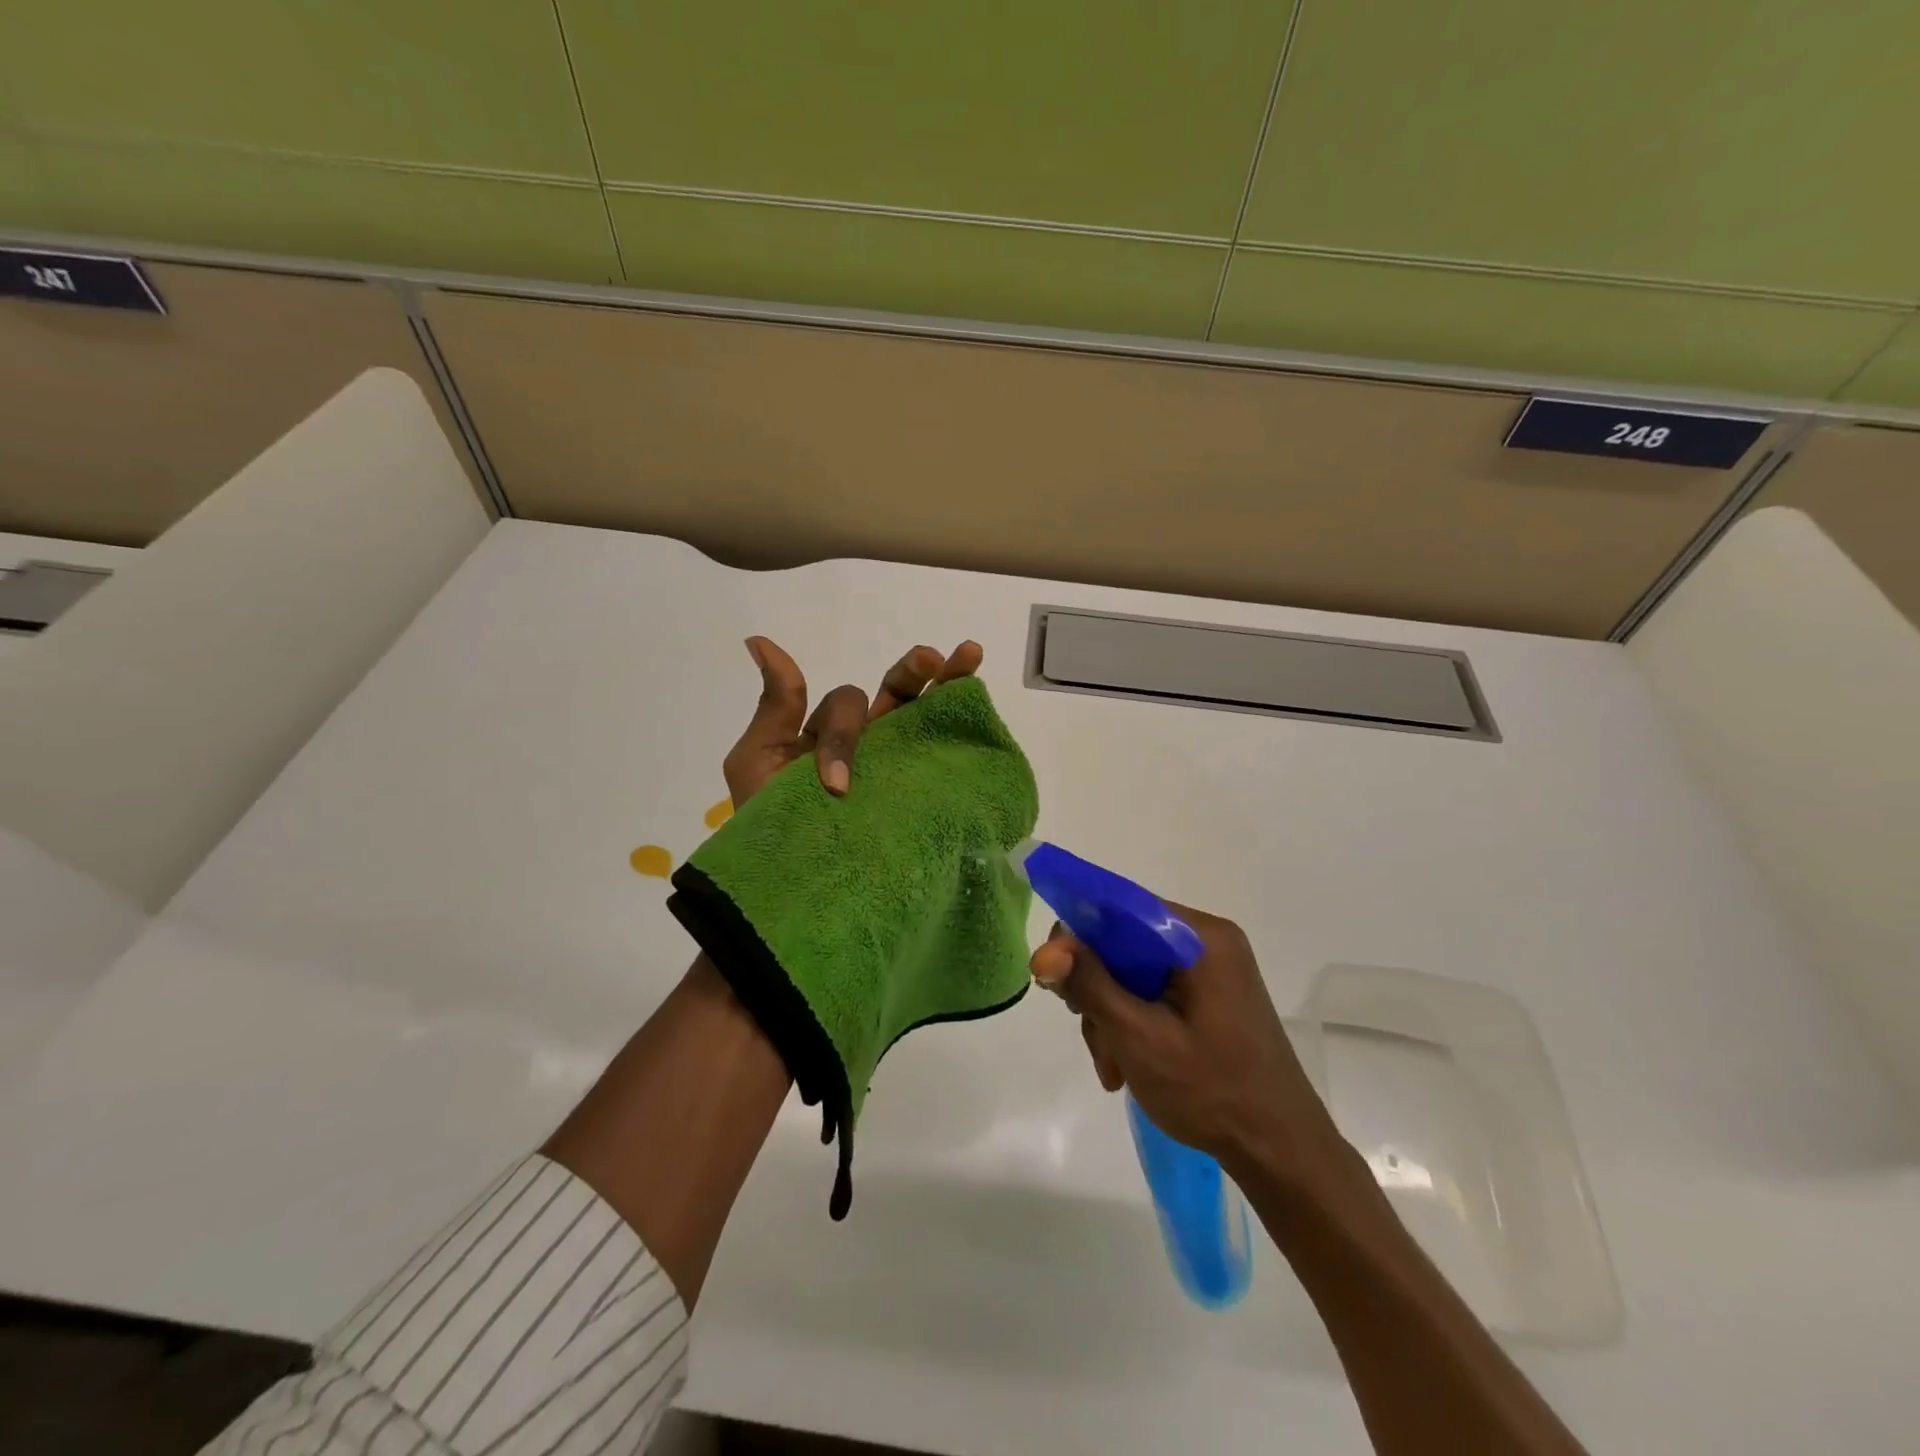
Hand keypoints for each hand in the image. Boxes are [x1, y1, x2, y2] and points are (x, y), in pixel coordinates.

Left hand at [721, 636, 984, 804]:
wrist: (794, 888)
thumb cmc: (769, 824)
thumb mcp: (758, 761)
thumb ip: (776, 707)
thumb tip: (759, 641)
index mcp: (830, 734)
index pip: (848, 703)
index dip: (843, 734)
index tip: (836, 785)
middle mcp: (869, 744)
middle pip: (897, 694)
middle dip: (914, 671)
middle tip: (931, 658)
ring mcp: (896, 768)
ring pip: (924, 715)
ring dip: (948, 681)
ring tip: (969, 656)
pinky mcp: (918, 794)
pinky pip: (942, 754)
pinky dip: (963, 724)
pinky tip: (979, 706)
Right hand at [1030, 906, 1348, 1189]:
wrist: (1282, 1153)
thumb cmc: (1211, 1091)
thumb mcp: (1138, 1037)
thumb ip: (1090, 985)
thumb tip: (1045, 950)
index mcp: (1200, 937)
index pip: (1122, 907)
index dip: (1079, 934)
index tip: (1052, 975)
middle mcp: (1208, 941)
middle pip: (1125, 943)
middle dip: (1097, 990)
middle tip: (1092, 1036)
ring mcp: (1213, 969)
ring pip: (1134, 971)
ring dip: (1112, 1015)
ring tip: (1113, 1067)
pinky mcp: (1212, 995)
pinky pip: (1155, 991)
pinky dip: (1133, 1022)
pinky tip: (1127, 1065)